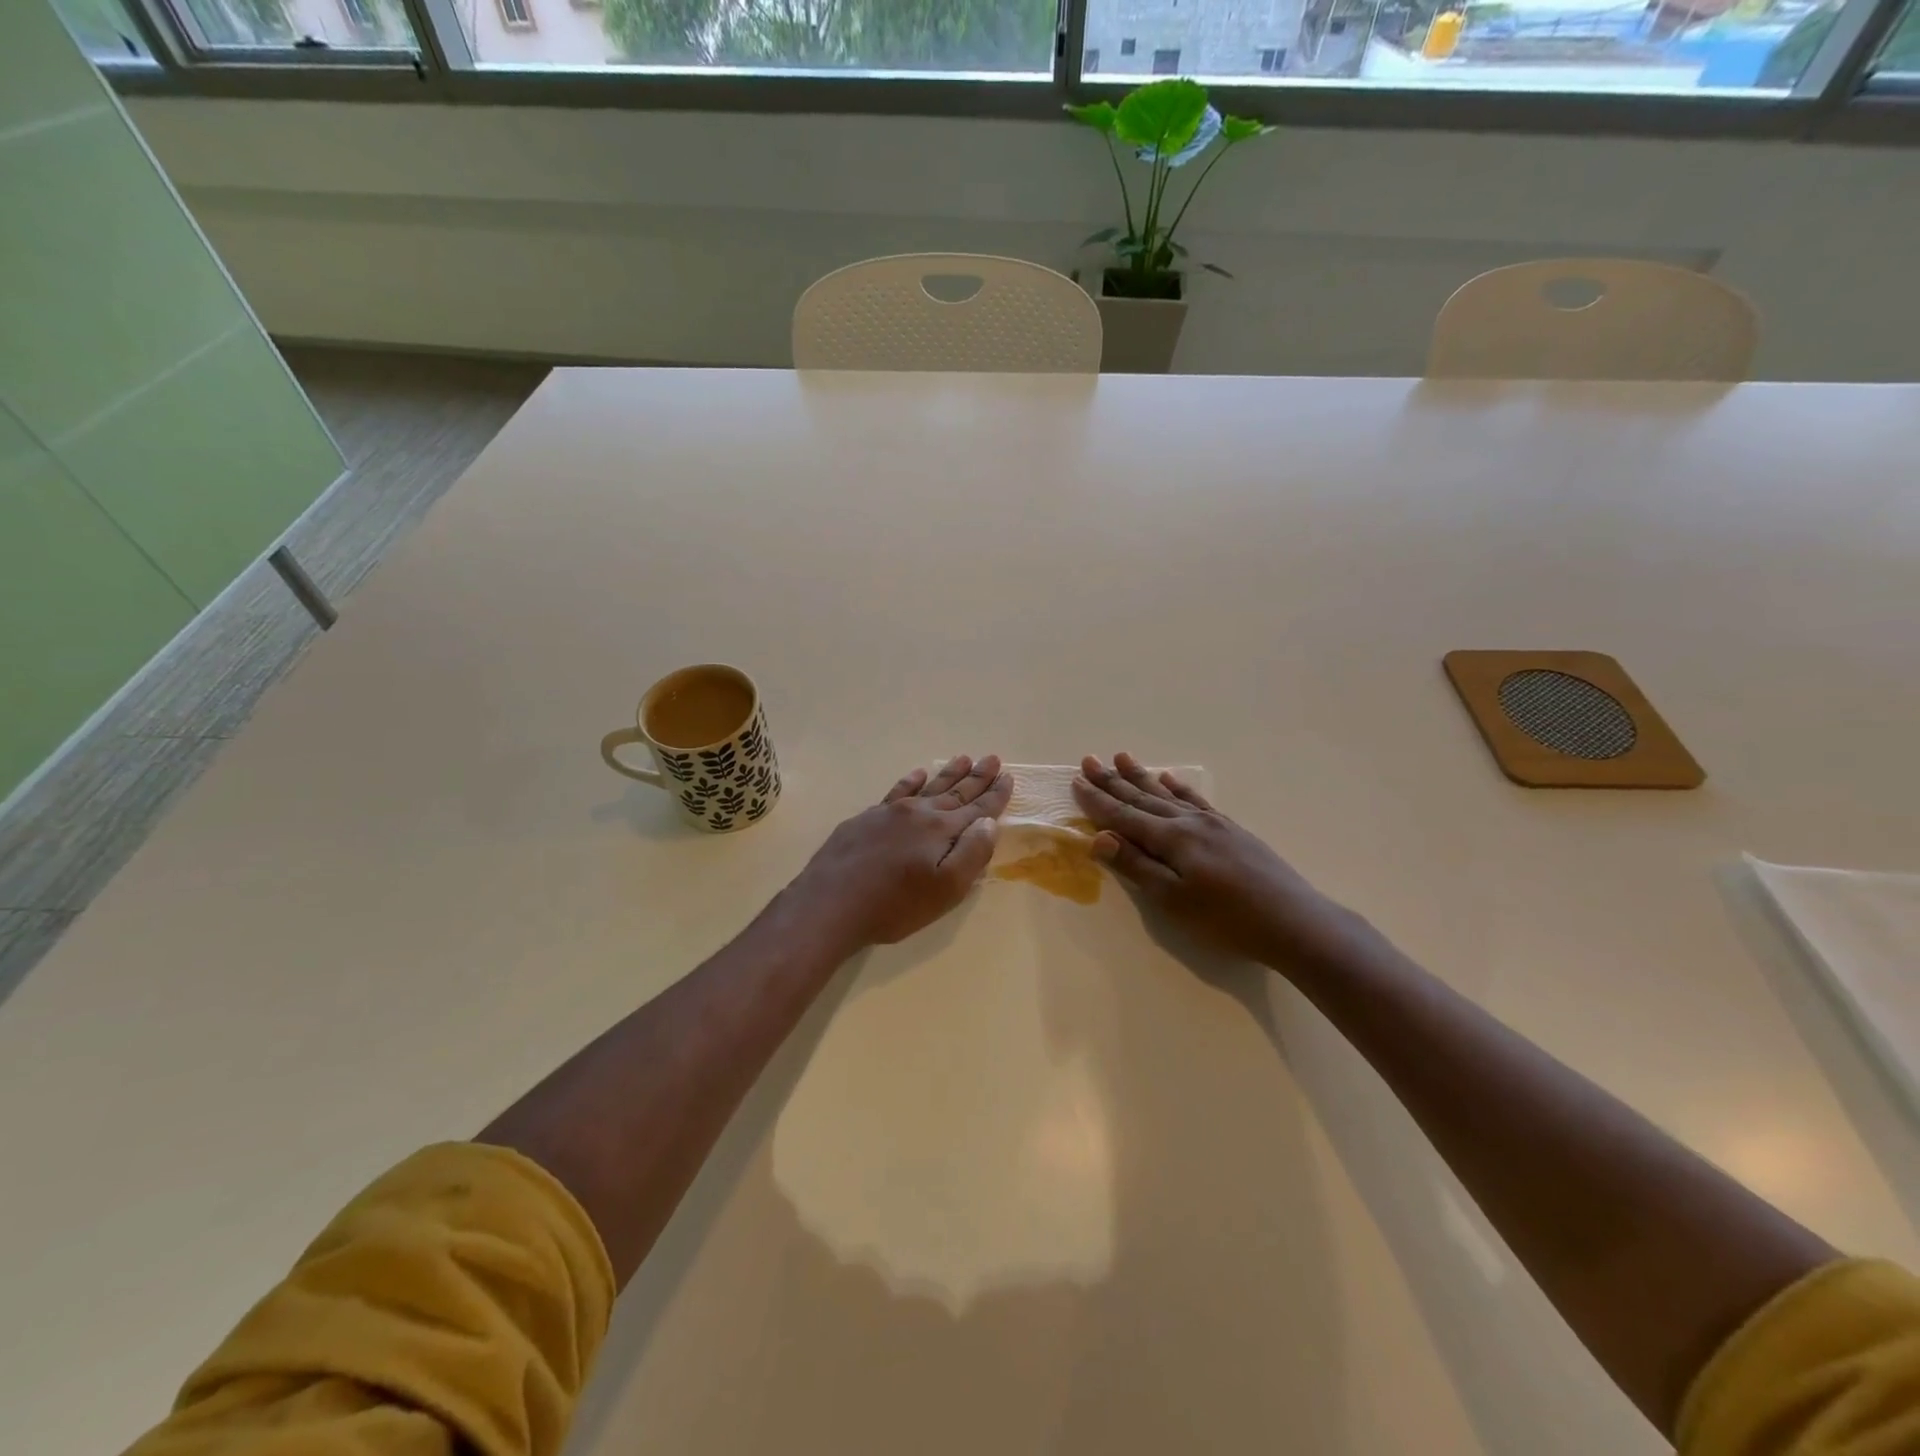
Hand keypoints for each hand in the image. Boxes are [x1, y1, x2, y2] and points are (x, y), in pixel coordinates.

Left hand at [796, 755, 1012, 950]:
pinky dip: (910, 781)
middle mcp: (919, 813)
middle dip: (977, 777)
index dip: (996, 795)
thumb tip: (988, 822)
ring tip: (963, 758)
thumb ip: (972, 854)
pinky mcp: (866, 819)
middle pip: (955, 792)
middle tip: (992, 758)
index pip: (977, 808)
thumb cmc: (895, 904)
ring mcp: (890, 813)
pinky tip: (917, 774)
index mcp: (942, 830)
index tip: (1009, 778)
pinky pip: (896, 791)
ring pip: (927, 787)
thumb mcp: (946, 889)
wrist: (831, 902)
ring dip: (948, 774)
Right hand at [1073, 753, 1352, 967]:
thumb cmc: (1227, 920)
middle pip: (1143, 798)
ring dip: (1142, 776)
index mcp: (1171, 839)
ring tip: (1122, 757)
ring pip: (1168, 794)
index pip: (1124, 816)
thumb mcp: (1174, 901)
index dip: (1098, 801)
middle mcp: (1189, 822)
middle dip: (1113, 781)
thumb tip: (1099, 838)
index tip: (1076, 781)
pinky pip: (1197, 800)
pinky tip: (1172, 779)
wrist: (1295, 922)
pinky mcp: (1232, 830)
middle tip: (1090, 760)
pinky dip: (1180, 787)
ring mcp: (1213, 823)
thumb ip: (1136, 867)